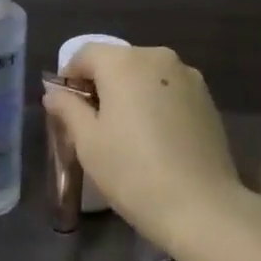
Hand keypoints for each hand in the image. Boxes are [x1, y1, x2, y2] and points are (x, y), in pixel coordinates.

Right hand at [42, 45, 244, 245]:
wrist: (201, 206)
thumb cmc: (133, 171)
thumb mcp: (88, 142)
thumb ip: (68, 109)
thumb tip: (54, 94)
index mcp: (125, 63)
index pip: (86, 54)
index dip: (70, 76)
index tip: (65, 106)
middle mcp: (158, 58)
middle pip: (118, 61)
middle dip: (101, 84)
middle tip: (92, 122)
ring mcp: (189, 77)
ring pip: (146, 75)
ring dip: (130, 93)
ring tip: (126, 132)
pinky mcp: (207, 99)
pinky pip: (169, 90)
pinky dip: (155, 103)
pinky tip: (155, 138)